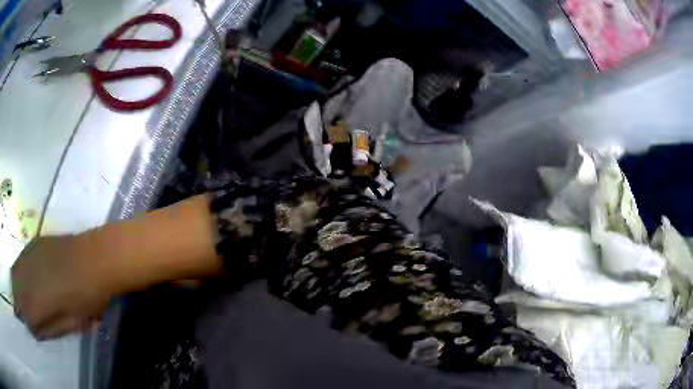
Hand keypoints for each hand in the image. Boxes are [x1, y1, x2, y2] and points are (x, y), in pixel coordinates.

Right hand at [11, 235, 112, 338]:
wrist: (96, 257)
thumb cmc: (87, 296)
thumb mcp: (72, 323)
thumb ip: (52, 329)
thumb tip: (38, 330)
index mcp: (36, 302)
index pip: (26, 319)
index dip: (32, 326)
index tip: (38, 329)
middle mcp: (26, 277)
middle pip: (16, 294)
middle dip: (22, 306)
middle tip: (32, 313)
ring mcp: (28, 256)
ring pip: (15, 276)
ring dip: (20, 288)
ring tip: (30, 297)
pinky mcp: (33, 243)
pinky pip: (21, 261)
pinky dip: (22, 272)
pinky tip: (32, 277)